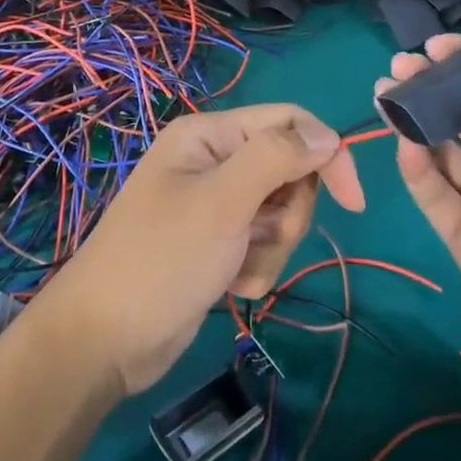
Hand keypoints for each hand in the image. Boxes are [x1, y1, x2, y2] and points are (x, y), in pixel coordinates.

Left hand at [39, 105, 365, 395]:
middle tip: (257, 236)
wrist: (107, 338)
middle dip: (287, 213)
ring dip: (270, 248)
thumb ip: (276, 158)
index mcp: (210, 134)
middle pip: (290, 171)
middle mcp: (214, 162)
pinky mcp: (218, 244)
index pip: (289, 122)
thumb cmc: (163, 258)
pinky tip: (226, 286)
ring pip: (281, 214)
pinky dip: (254, 269)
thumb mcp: (223, 202)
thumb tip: (328, 133)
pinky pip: (262, 246)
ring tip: (235, 268)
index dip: (327, 154)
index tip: (354, 203)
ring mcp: (216, 205)